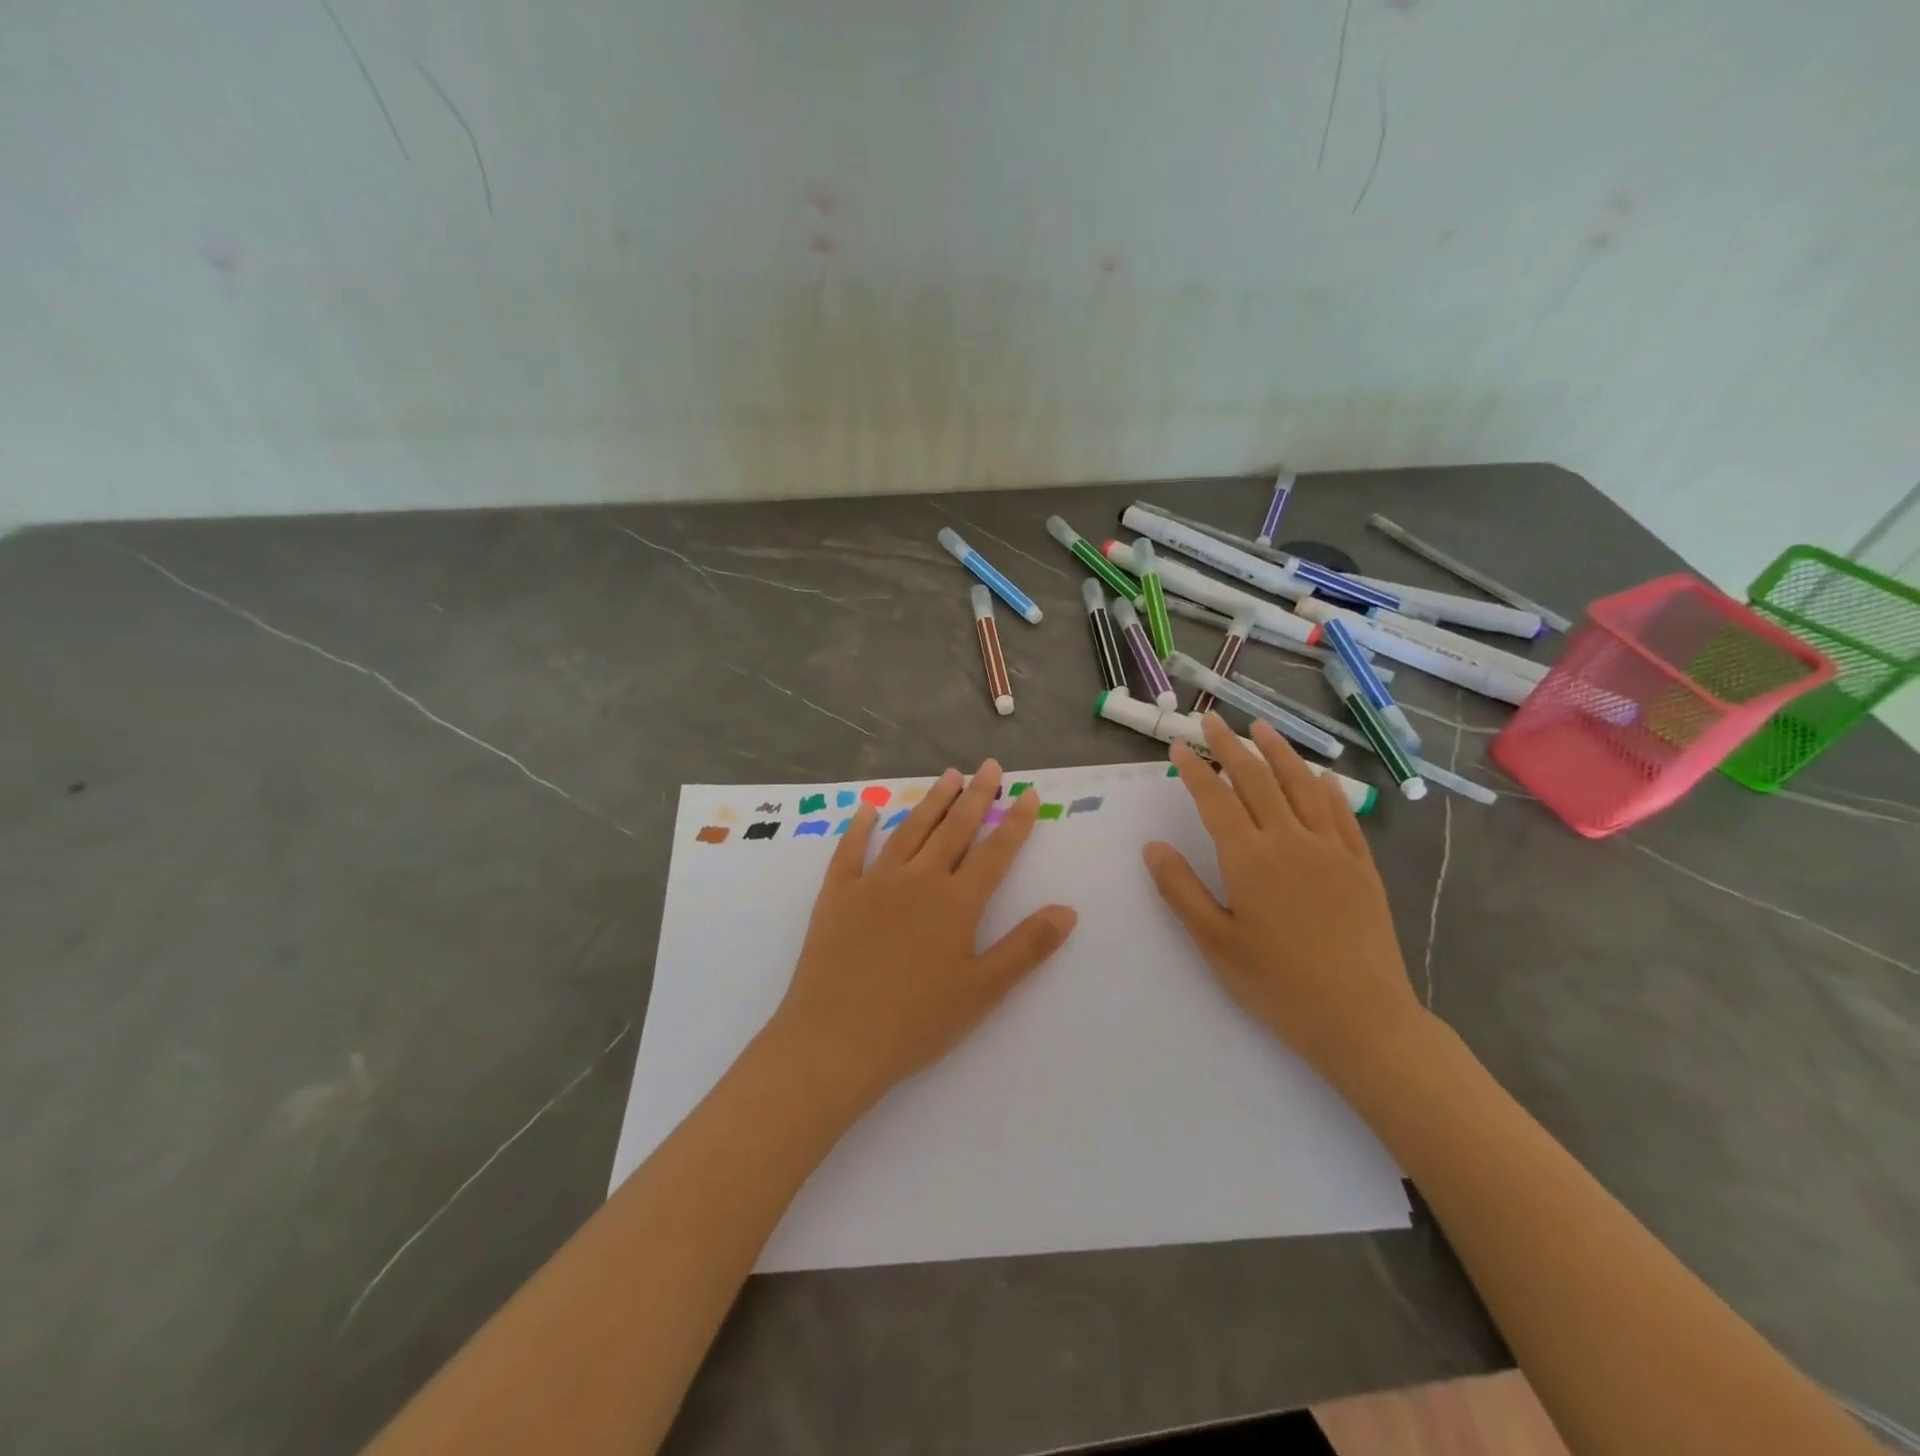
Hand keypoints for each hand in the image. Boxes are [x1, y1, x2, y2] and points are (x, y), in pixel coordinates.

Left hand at [767, 761, 1077, 1111]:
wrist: (835, 1041)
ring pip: (909, 831)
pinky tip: (869, 809)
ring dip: (931, 801)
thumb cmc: (915, 1023)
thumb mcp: (983, 991)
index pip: (994, 852)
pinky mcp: (837, 895)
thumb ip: (1027, 947)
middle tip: (989, 766)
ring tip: (948, 775)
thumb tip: (1068, 910)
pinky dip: (860, 827)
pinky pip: (850, 851)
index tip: (1027, 793)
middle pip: (953, 829)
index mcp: (956, 903)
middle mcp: (918, 880)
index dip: (1014, 822)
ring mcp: (873, 883)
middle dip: (975, 796)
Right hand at [1142, 714, 1429, 1089]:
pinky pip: (1341, 814)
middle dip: (1231, 746)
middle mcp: (1290, 841)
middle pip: (1257, 780)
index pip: (1215, 798)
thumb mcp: (1215, 944)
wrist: (1363, 1020)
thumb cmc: (1278, 985)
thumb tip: (1153, 846)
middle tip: (1213, 721)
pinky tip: (1319, 776)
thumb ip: (1181, 890)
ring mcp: (1331, 851)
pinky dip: (1326, 788)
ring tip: (1262, 728)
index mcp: (1250, 859)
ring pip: (1301, 787)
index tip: (1180, 745)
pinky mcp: (1361, 866)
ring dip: (1279, 753)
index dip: (1195, 768)